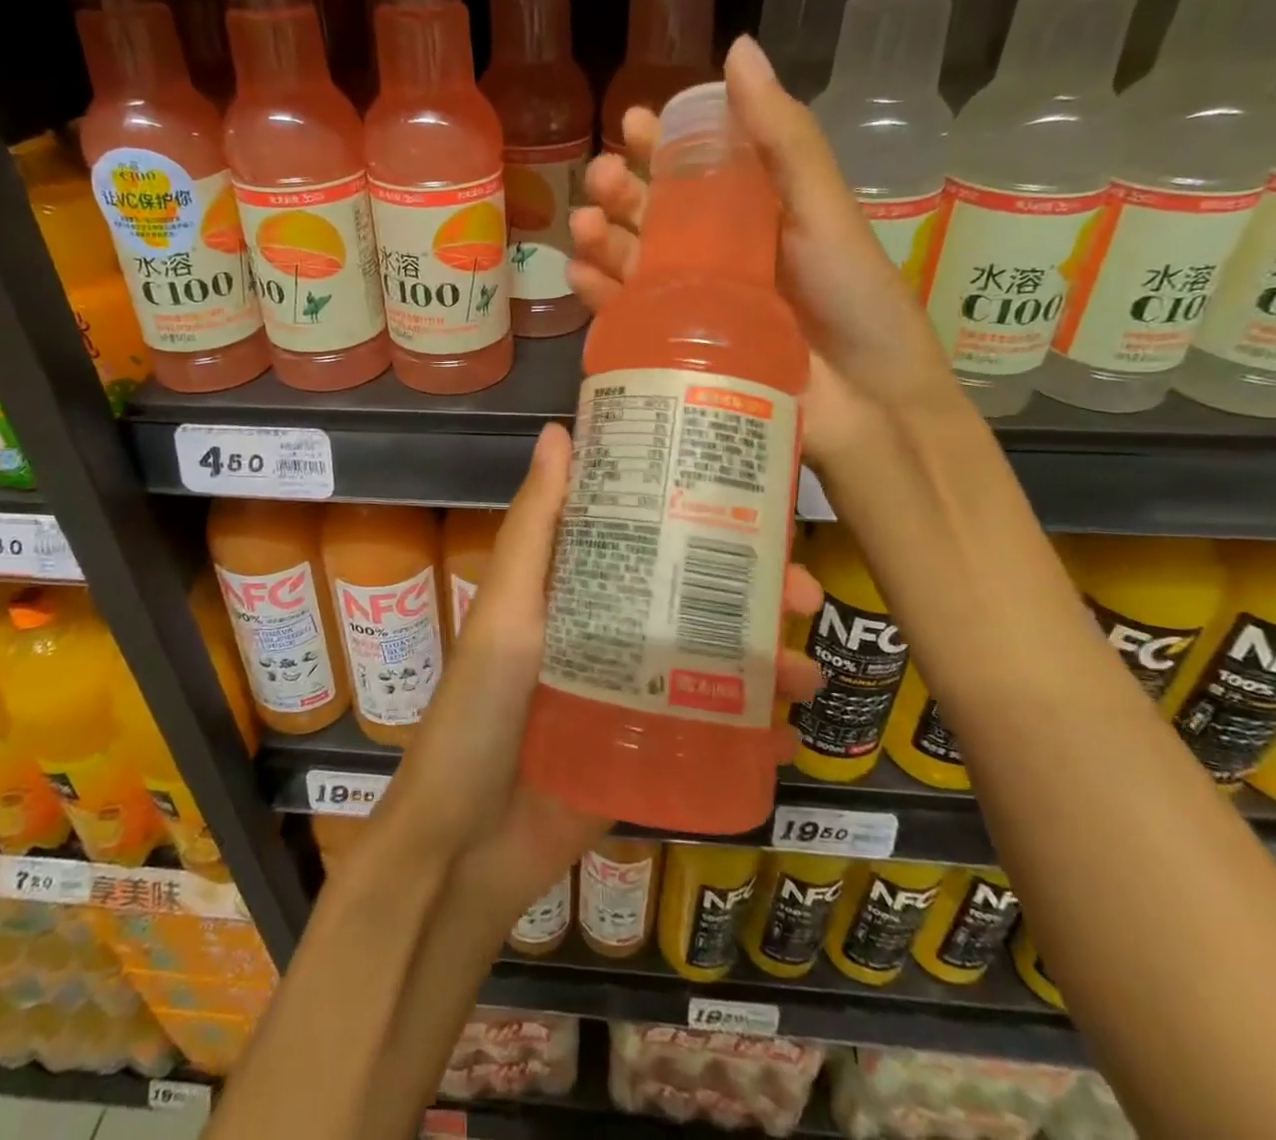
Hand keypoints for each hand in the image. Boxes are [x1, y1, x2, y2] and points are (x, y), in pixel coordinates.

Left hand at [393, 423, 826, 914]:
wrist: (466, 843)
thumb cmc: (479, 711)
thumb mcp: (508, 609)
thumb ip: (536, 527)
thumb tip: (561, 431)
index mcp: (578, 588)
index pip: (647, 534)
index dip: (700, 515)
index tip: (758, 501)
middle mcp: (609, 629)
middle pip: (693, 596)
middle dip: (754, 591)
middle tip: (805, 593)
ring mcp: (633, 692)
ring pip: (713, 661)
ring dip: (767, 662)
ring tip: (809, 676)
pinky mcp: (648, 749)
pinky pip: (711, 732)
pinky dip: (755, 734)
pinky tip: (795, 737)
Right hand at [568, 35, 972, 477]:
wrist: (869, 404)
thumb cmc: (855, 300)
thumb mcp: (823, 211)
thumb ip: (783, 139)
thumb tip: (737, 50)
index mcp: (756, 214)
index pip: (697, 168)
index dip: (663, 143)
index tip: (634, 124)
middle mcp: (720, 255)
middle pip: (655, 214)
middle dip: (621, 191)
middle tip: (600, 179)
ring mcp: (695, 304)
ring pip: (634, 263)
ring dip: (601, 239)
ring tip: (583, 226)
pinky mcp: (678, 349)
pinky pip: (628, 316)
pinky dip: (600, 294)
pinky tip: (580, 275)